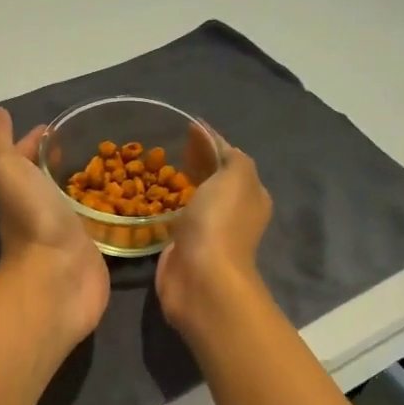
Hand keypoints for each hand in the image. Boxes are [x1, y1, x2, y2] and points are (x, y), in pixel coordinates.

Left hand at [0, 108, 110, 349]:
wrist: (57, 278)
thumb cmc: (33, 220)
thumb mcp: (7, 171)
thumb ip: (0, 143)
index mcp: (19, 190)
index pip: (25, 158)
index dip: (35, 141)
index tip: (59, 126)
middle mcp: (40, 210)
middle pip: (49, 180)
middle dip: (63, 162)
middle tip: (93, 142)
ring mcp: (66, 232)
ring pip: (75, 202)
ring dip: (87, 186)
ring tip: (115, 164)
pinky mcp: (91, 250)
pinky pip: (99, 224)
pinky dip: (107, 211)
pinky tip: (126, 199)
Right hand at [155, 132, 273, 346]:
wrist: (201, 277)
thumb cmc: (220, 222)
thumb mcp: (236, 176)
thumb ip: (230, 155)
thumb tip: (213, 140)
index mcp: (251, 195)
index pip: (231, 159)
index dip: (211, 142)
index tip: (187, 127)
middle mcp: (233, 213)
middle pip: (213, 178)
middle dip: (196, 161)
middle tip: (169, 144)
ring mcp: (207, 231)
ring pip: (194, 198)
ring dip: (180, 183)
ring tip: (156, 166)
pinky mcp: (183, 247)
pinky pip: (175, 218)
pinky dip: (167, 205)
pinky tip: (152, 195)